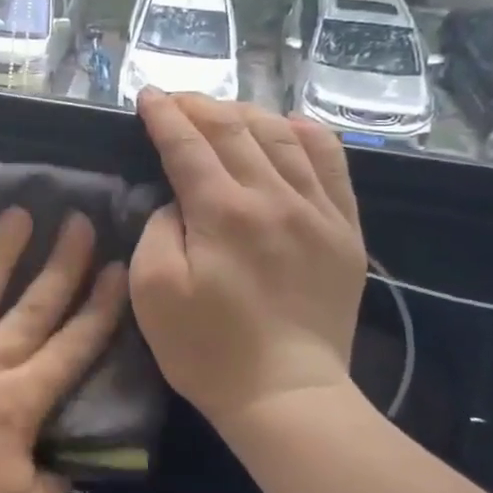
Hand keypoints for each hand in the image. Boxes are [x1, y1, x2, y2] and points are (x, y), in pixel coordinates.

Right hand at [130, 90, 366, 432]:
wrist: (287, 396)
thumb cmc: (206, 349)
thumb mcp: (153, 292)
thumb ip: (158, 230)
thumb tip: (178, 200)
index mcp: (223, 212)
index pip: (188, 144)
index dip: (164, 115)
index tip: (146, 95)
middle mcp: (274, 198)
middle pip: (234, 130)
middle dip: (199, 106)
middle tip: (175, 100)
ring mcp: (318, 211)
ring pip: (283, 135)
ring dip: (246, 114)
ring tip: (222, 112)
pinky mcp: (345, 230)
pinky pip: (333, 162)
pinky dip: (306, 133)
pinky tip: (287, 127)